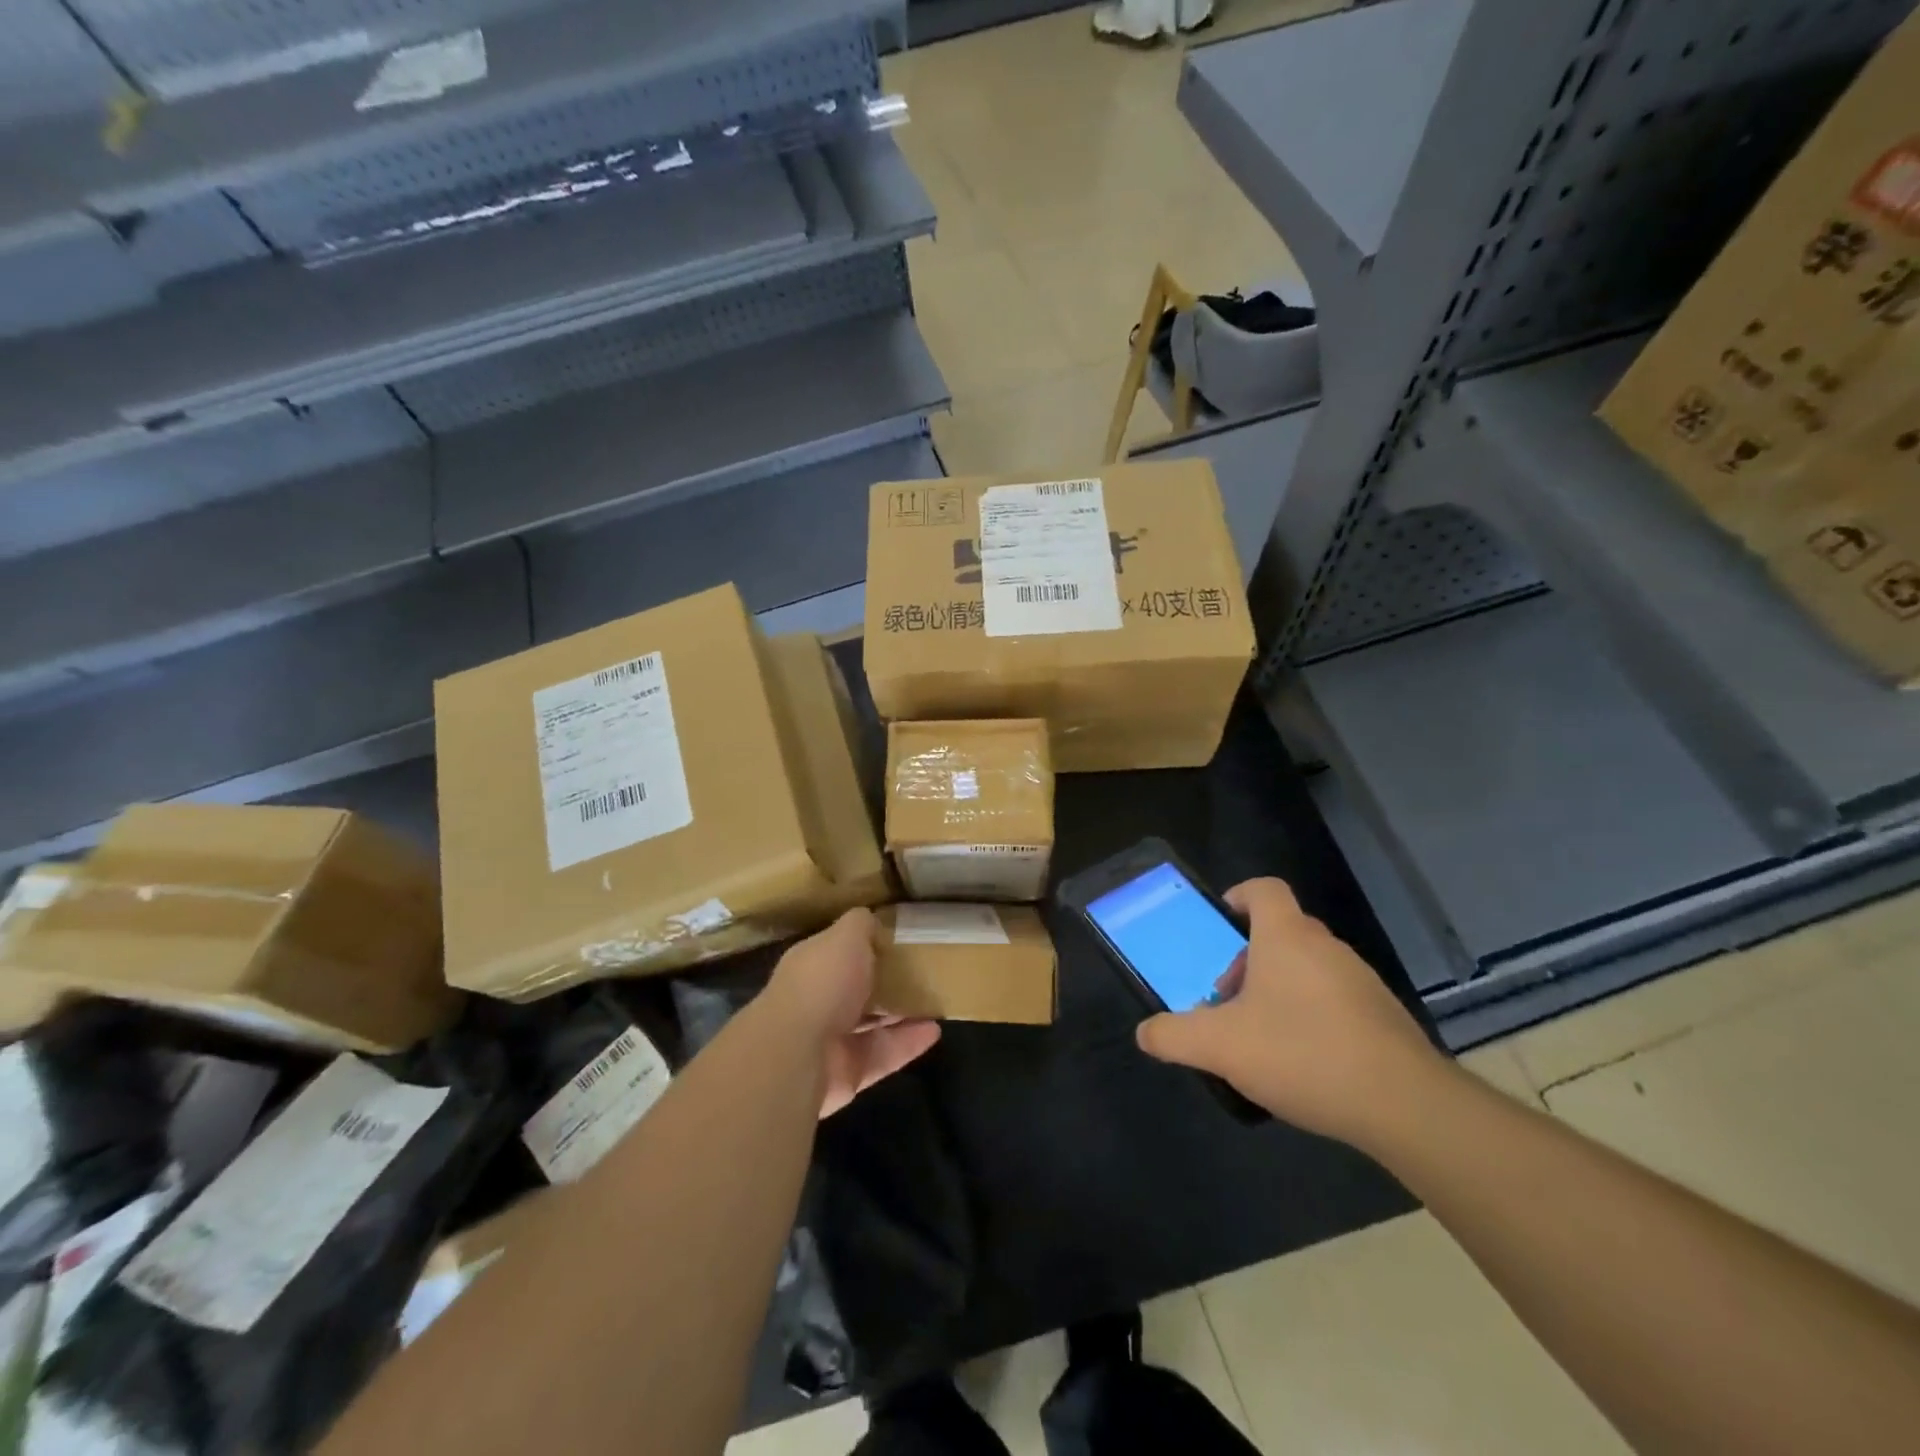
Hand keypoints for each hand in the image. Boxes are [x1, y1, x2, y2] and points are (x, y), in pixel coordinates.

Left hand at [765, 908, 941, 1118]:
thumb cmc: (822, 983)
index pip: (839, 951)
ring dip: (902, 1013)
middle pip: (857, 989)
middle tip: (923, 971)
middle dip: (886, 981)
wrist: (798, 1054)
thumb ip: (861, 925)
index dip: (866, 945)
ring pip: (872, 1024)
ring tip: (935, 1000)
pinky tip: (935, 1031)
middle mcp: (818, 1001)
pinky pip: (884, 1055)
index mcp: (812, 965)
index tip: (899, 939)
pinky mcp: (849, 1072)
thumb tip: (873, 920)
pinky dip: (909, 1044)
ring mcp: (831, 1040)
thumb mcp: (845, 937)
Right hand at [1134, 878, 1446, 1148]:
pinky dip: (1311, 1013)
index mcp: (1286, 937)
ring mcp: (1360, 980)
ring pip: (1309, 966)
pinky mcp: (1383, 1016)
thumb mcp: (1221, 1047)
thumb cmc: (1303, 1053)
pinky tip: (1303, 1060)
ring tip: (1262, 1035)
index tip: (1223, 921)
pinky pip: (1335, 997)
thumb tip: (1145, 1033)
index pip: (1264, 890)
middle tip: (1229, 997)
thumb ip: (1175, 1036)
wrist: (1404, 1105)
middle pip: (1282, 931)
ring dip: (1279, 987)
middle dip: (1249, 957)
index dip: (1240, 895)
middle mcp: (1326, 947)